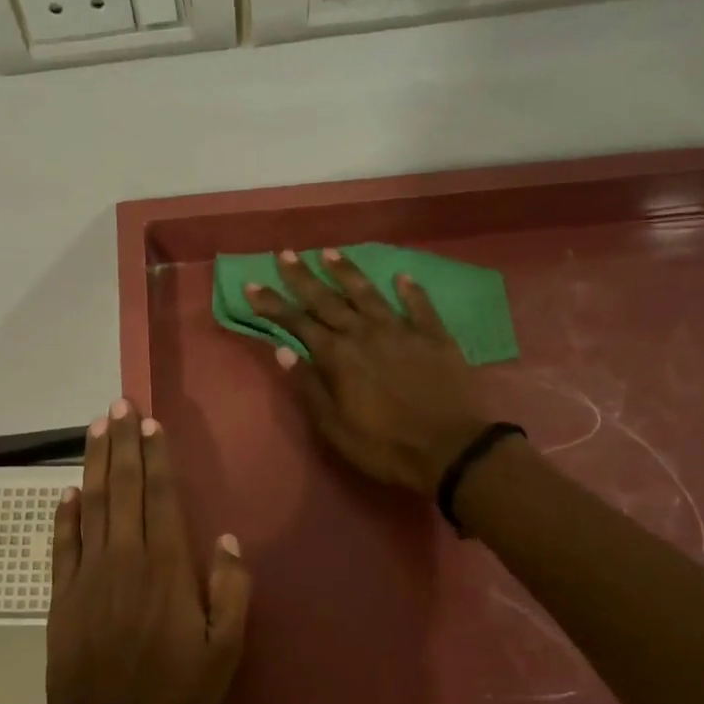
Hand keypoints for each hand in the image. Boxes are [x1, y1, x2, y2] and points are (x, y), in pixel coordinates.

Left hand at [46, 400, 252, 703]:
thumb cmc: (176, 701)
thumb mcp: (224, 653)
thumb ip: (230, 592)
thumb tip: (225, 540)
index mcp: (167, 570)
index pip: (160, 498)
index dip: (156, 458)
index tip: (151, 424)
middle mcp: (124, 561)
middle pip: (122, 489)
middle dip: (122, 444)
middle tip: (119, 405)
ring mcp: (86, 578)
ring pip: (90, 505)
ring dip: (94, 463)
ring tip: (96, 427)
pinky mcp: (61, 598)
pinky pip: (61, 544)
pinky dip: (64, 513)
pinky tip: (69, 490)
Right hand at [244, 249, 493, 495]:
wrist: (451, 450)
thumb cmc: (384, 446)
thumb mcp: (335, 427)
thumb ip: (309, 386)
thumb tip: (283, 351)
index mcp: (338, 357)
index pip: (297, 323)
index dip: (273, 304)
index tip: (252, 284)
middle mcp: (366, 334)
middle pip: (328, 300)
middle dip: (303, 277)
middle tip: (285, 254)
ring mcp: (403, 331)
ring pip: (369, 294)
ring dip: (347, 273)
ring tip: (330, 252)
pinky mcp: (435, 337)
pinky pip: (420, 306)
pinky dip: (410, 290)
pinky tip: (402, 276)